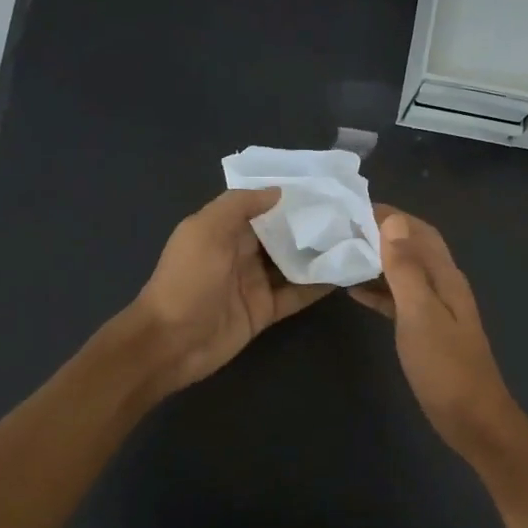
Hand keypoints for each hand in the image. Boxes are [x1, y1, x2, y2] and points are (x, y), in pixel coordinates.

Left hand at [128, 188, 332, 394]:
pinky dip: (318, 285)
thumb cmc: (187, 280)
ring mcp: (255, 283)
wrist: (171, 342)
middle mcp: (241, 253)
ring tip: (356, 238)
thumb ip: (240, 205)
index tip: (324, 186)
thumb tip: (279, 191)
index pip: (262, 207)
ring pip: (294, 264)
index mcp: (224, 229)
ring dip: (320, 253)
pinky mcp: (266, 311)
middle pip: (282, 235)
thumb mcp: (206, 230)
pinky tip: (345, 273)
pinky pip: (297, 294)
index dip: (289, 197)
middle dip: (311, 224)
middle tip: (351, 212)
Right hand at [349, 206, 523, 459]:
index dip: (389, 215)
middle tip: (339, 228)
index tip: (350, 207)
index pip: (418, 231)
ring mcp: (436, 310)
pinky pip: (399, 299)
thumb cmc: (445, 367)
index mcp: (446, 277)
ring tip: (340, 252)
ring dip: (377, 260)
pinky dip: (378, 290)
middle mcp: (443, 286)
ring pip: (404, 273)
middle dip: (381, 234)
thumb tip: (392, 221)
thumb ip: (406, 269)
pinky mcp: (426, 332)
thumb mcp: (421, 314)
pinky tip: (353, 291)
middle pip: (412, 248)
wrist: (472, 419)